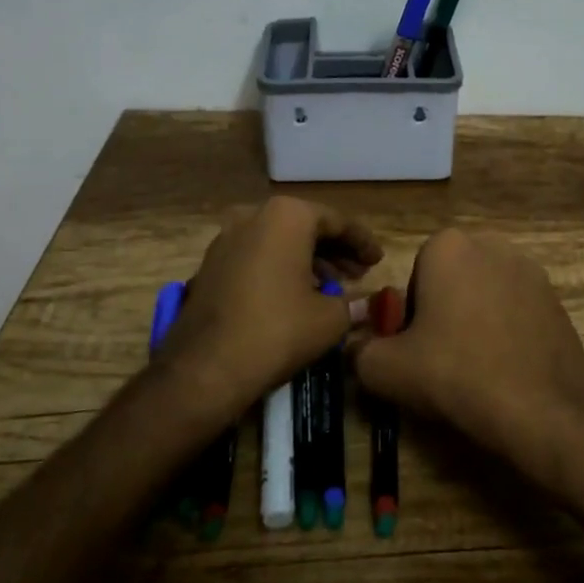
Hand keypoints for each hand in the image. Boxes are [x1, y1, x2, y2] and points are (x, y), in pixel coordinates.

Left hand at [156, 196, 381, 422]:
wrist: (205, 368)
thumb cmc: (277, 330)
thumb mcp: (329, 318)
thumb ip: (353, 303)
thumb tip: (368, 304)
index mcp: (288, 215)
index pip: (337, 222)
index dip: (362, 242)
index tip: (378, 260)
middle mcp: (255, 215)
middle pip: (306, 227)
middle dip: (335, 250)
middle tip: (358, 273)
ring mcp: (227, 237)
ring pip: (280, 240)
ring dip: (309, 259)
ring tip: (332, 287)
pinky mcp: (210, 263)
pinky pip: (257, 255)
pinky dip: (281, 267)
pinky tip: (297, 294)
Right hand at [352, 229, 583, 481]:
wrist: (542, 408)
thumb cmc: (457, 374)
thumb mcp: (387, 370)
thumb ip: (360, 351)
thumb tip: (357, 346)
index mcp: (447, 246)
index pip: (415, 276)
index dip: (411, 316)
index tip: (417, 348)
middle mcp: (490, 243)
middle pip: (450, 280)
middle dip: (443, 311)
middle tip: (442, 358)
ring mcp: (528, 268)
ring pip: (483, 293)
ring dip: (475, 319)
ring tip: (476, 367)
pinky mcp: (554, 296)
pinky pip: (515, 308)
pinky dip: (506, 330)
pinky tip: (506, 367)